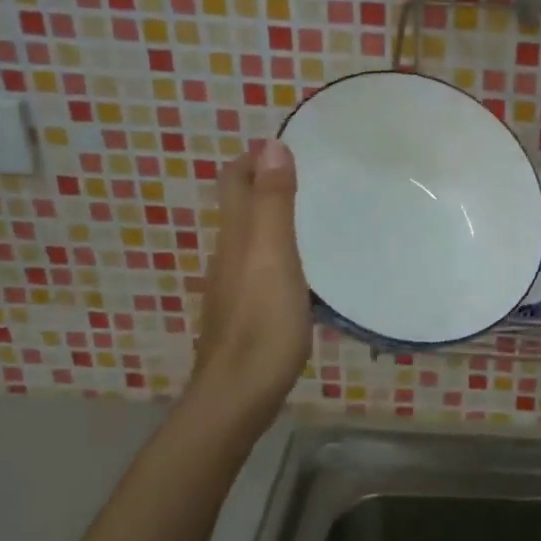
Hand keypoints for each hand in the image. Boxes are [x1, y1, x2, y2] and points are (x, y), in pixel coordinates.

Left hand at [188, 138, 311, 434]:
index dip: (253, 158)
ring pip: (250, 238)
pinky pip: (261, 267)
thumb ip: (274, 203)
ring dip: (273, 217)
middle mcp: (229, 255)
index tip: (287, 144)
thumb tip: (270, 144)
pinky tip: (303, 268)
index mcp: (236, 236)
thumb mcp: (274, 256)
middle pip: (240, 207)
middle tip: (308, 174)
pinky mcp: (246, 313)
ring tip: (312, 214)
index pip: (234, 182)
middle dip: (264, 183)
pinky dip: (279, 251)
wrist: (237, 396)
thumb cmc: (262, 323)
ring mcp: (234, 287)